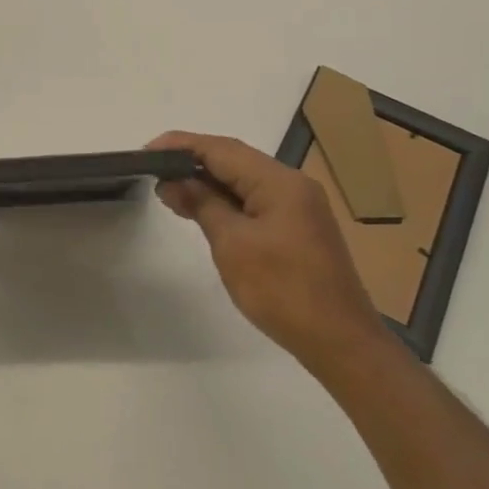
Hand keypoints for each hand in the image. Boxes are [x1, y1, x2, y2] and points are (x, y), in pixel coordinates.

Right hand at [148, 131, 392, 377]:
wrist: (340, 342)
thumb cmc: (283, 291)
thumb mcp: (233, 245)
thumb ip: (202, 204)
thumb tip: (173, 181)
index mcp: (279, 181)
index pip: (222, 149)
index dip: (182, 145)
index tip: (147, 150)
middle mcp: (292, 184)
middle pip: (235, 159)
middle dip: (193, 161)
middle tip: (153, 170)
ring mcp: (299, 206)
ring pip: (245, 180)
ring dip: (209, 182)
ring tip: (170, 190)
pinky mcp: (298, 227)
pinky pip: (256, 200)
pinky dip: (227, 200)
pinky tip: (204, 210)